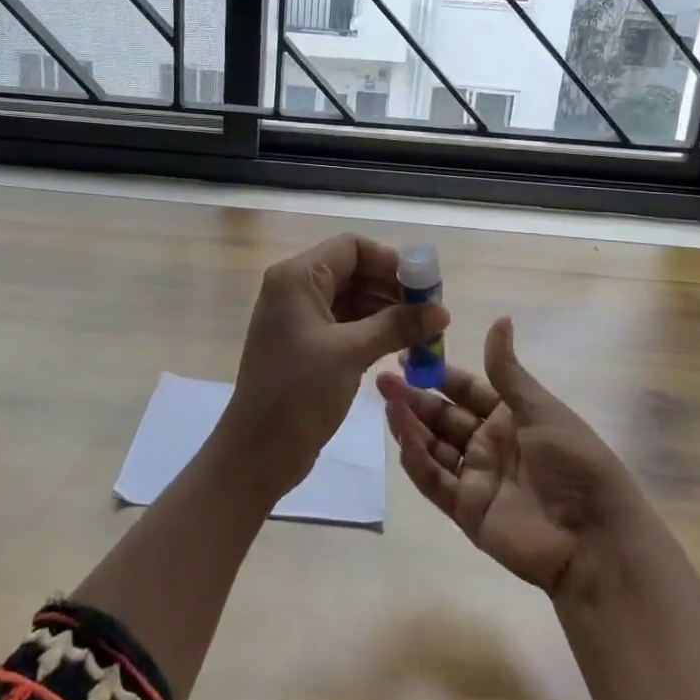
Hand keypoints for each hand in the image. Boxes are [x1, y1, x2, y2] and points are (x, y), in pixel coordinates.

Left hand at [225, 234, 447, 494]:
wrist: (258, 451)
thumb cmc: (299, 392)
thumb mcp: (351, 352)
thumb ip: (397, 325)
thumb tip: (442, 311)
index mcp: (297, 277)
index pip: (352, 247)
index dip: (390, 262)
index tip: (424, 288)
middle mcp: (295, 289)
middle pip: (353, 271)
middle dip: (392, 288)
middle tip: (431, 313)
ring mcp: (299, 318)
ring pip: (352, 299)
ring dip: (386, 312)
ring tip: (423, 333)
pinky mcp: (306, 345)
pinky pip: (345, 324)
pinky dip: (372, 330)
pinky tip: (400, 346)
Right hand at [379, 317, 648, 596]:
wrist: (595, 540)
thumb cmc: (574, 464)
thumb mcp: (542, 411)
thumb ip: (508, 372)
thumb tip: (500, 319)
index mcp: (510, 415)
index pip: (465, 388)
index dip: (436, 373)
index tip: (406, 354)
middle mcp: (489, 442)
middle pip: (443, 416)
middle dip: (414, 397)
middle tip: (383, 380)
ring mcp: (476, 476)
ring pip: (434, 445)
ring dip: (411, 425)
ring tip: (387, 404)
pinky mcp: (466, 509)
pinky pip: (435, 481)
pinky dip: (417, 460)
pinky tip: (404, 439)